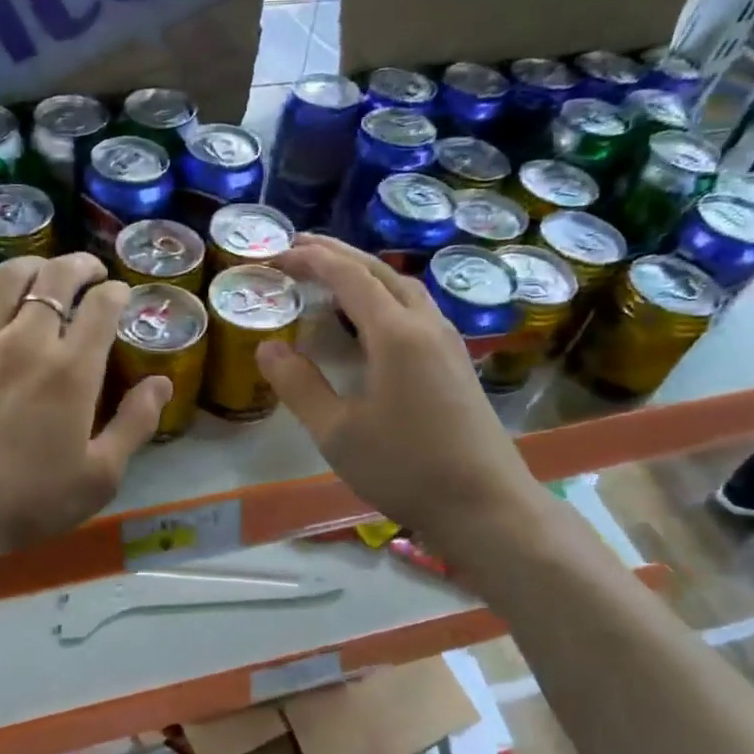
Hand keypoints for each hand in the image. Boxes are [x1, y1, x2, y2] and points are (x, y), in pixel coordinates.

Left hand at [0, 254, 170, 575]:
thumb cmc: (27, 502)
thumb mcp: (99, 476)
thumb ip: (135, 424)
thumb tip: (162, 382)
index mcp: (71, 371)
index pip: (101, 308)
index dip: (116, 292)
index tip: (121, 293)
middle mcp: (26, 342)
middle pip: (55, 280)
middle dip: (80, 265)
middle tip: (91, 270)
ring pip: (6, 280)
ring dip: (31, 265)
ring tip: (43, 270)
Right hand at [258, 235, 541, 545]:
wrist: (485, 505)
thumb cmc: (405, 469)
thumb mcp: (337, 433)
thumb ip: (299, 386)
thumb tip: (267, 347)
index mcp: (396, 334)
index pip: (349, 276)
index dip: (311, 260)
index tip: (277, 254)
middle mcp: (426, 325)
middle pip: (380, 272)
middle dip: (337, 254)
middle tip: (298, 247)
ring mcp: (448, 342)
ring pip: (403, 288)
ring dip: (365, 273)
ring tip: (331, 275)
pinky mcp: (456, 363)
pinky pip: (416, 310)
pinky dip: (384, 297)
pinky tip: (371, 320)